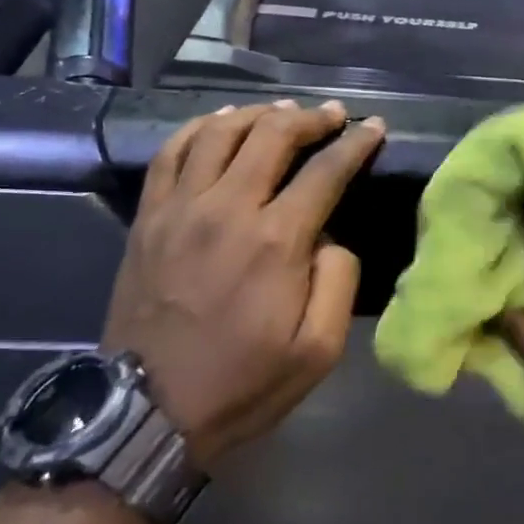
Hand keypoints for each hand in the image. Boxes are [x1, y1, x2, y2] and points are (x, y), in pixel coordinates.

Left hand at [103, 99, 384, 467]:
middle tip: (332, 115)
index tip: (374, 128)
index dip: (356, 143)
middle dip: (310, 118)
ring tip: (282, 113)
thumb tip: (331, 237)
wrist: (149, 410)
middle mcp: (227, 208)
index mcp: (276, 241)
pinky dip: (200, 127)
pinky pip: (171, 152)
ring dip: (258, 114)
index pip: (325, 171)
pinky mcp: (149, 217)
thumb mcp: (317, 351)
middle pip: (273, 135)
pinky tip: (220, 122)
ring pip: (221, 132)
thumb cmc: (242, 383)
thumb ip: (339, 282)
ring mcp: (180, 208)